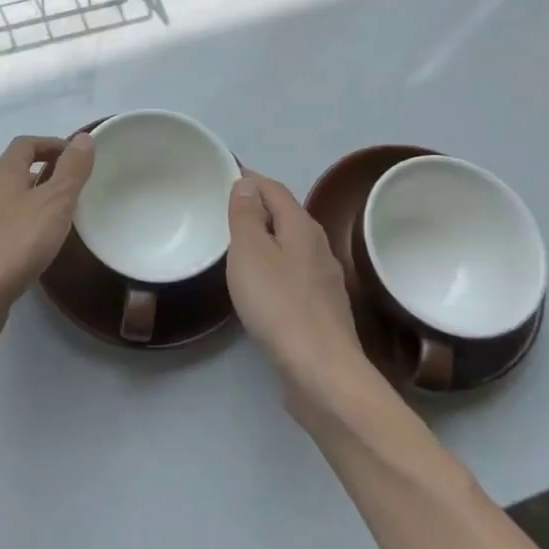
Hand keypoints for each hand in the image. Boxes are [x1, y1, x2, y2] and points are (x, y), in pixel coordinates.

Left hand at [0, 134, 94, 341]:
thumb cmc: (14, 244)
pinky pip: (0, 228)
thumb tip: (84, 137)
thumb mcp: (54, 203)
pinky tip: (33, 250)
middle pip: (14, 171)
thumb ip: (71, 171)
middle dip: (43, 174)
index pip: (25, 144)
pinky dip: (20, 228)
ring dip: (31, 202)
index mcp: (1, 173)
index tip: (77, 157)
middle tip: (72, 190)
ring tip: (58, 220)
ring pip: (6, 201)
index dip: (52, 144)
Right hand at [226, 172, 368, 410]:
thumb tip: (247, 184)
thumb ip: (246, 216)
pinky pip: (293, 273)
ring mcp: (324, 280)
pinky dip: (274, 267)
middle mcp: (318, 247)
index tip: (223, 177)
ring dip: (266, 239)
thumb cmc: (279, 304)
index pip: (274, 189)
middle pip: (285, 215)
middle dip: (257, 208)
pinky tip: (260, 286)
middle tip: (224, 211)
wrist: (321, 370)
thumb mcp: (250, 252)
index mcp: (302, 227)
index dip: (249, 179)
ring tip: (237, 246)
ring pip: (290, 246)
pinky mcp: (322, 309)